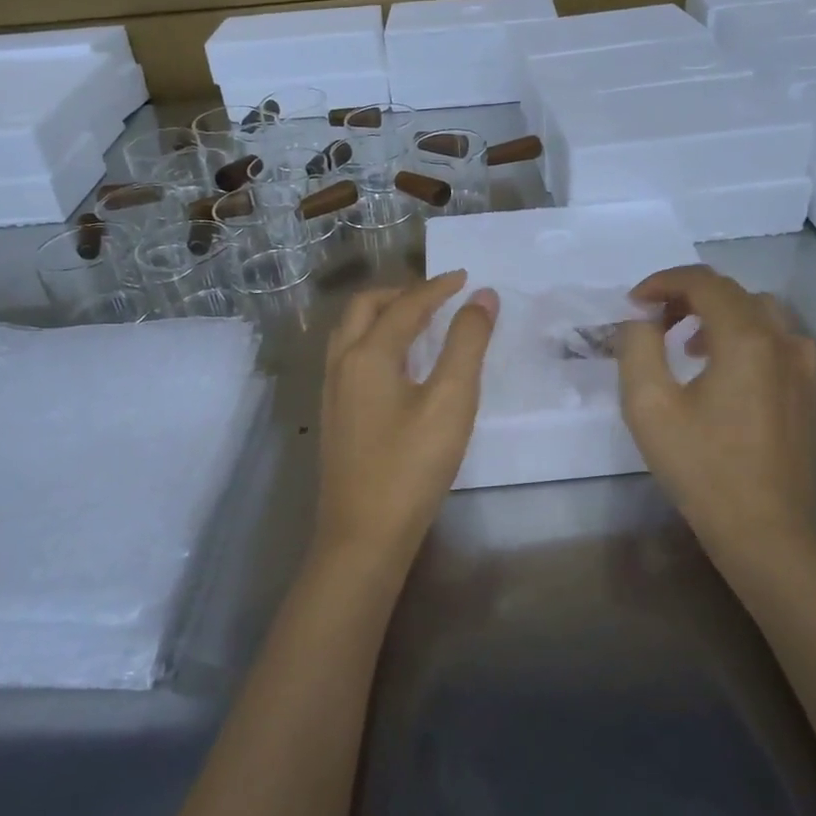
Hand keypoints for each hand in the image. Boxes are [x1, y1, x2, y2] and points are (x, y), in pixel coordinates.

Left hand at [314, 271, 498, 572]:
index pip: (406, 305)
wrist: (363, 536)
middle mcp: (341, 364)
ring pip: (351, 332)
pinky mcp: (335, 416)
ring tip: (419, 322)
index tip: (466, 278)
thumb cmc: (412, 466)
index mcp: (367, 354)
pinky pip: (350, 357)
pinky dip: (375, 341)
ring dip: (383, 315)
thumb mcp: (451, 401)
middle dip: (402, 294)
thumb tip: (483, 297)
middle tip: (438, 296)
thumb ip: (467, 344)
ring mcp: (332, 392)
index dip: (438, 288)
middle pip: (365, 308)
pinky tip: (399, 366)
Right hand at [615, 266, 815, 569]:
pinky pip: (776, 339)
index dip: (662, 282)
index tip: (633, 304)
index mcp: (745, 338)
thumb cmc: (702, 467)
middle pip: (731, 292)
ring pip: (757, 312)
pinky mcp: (808, 389)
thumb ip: (638, 347)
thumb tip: (642, 320)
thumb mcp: (649, 405)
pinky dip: (744, 335)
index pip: (702, 281)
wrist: (763, 529)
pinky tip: (725, 369)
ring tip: (685, 344)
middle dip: (686, 296)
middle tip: (652, 322)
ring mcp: (801, 364)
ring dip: (716, 314)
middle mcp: (781, 339)